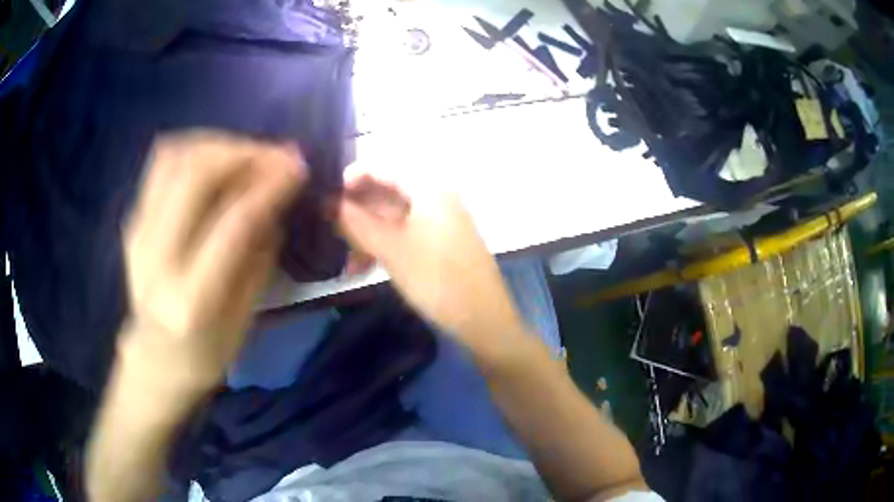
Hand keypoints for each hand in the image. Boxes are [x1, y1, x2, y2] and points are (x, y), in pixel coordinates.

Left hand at [123, 131, 304, 386]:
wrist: (153, 360)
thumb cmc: (204, 354)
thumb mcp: (243, 321)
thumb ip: (257, 259)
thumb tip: (275, 201)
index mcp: (190, 298)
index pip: (232, 222)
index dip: (268, 185)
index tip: (298, 166)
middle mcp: (156, 257)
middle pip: (195, 174)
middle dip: (242, 152)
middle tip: (275, 154)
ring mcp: (138, 232)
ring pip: (175, 157)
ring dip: (218, 144)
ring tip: (248, 153)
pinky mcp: (132, 219)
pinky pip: (161, 163)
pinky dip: (194, 149)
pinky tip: (217, 159)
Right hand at [336, 165, 525, 347]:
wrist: (483, 318)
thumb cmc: (436, 278)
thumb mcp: (389, 249)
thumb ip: (355, 222)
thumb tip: (326, 202)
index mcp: (429, 186)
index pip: (382, 166)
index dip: (351, 179)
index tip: (324, 199)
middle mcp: (437, 195)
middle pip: (387, 191)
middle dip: (356, 212)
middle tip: (330, 232)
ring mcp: (441, 219)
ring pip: (393, 216)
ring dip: (367, 234)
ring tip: (346, 261)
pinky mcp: (441, 240)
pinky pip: (405, 232)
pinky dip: (384, 244)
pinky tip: (364, 266)